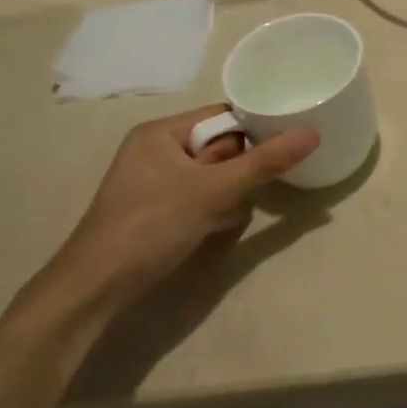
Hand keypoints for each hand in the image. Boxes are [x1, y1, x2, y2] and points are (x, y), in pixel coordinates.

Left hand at [38, 105, 318, 314]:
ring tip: (225, 216)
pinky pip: (196, 196)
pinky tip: (214, 229)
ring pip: (210, 175)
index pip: (222, 117)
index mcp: (160, 132)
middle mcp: (153, 150)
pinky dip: (210, 210)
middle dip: (236, 172)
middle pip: (218, 147)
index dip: (249, 135)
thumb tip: (313, 133)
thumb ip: (265, 162)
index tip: (270, 156)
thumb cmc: (151, 226)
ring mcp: (151, 182)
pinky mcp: (152, 210)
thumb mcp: (214, 191)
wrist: (93, 291)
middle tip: (236, 194)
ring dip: (226, 194)